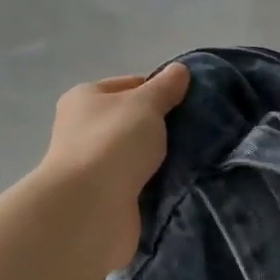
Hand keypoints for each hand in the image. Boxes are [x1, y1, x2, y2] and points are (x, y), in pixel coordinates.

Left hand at [36, 63, 191, 272]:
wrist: (91, 208)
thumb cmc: (113, 142)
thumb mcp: (145, 104)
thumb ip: (165, 87)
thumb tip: (179, 71)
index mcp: (85, 99)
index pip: (129, 85)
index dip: (159, 91)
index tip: (188, 104)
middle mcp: (83, 130)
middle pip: (133, 123)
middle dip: (162, 129)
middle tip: (196, 133)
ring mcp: (94, 167)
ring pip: (138, 156)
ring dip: (161, 160)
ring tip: (196, 160)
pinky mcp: (106, 198)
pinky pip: (140, 186)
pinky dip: (157, 186)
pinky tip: (181, 186)